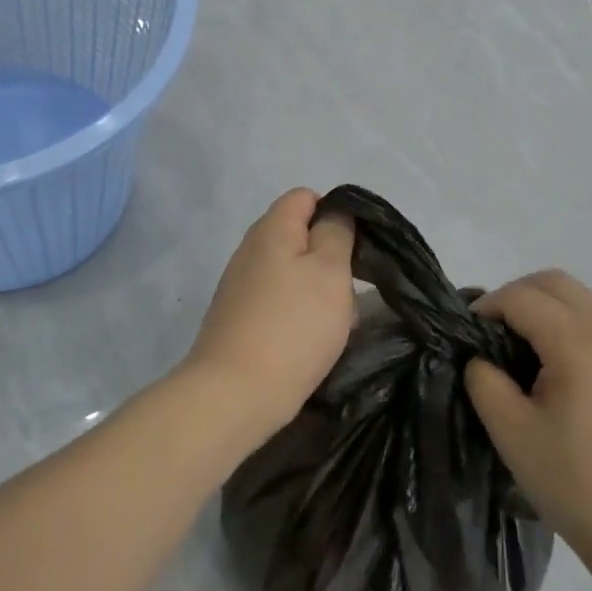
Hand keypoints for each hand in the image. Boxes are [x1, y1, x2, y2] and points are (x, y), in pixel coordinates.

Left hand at [180, 189, 355, 448]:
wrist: (235, 393)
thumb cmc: (293, 326)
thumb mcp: (330, 270)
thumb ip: (336, 232)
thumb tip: (334, 213)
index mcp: (272, 228)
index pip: (306, 196)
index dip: (335, 213)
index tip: (356, 247)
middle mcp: (250, 248)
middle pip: (298, 235)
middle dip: (329, 257)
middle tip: (349, 289)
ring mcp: (240, 284)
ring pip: (290, 272)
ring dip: (315, 290)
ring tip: (333, 321)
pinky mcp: (237, 317)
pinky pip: (277, 301)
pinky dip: (296, 313)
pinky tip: (308, 340)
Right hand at [465, 271, 591, 571]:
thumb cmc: (582, 488)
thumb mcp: (513, 436)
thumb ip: (485, 382)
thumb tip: (482, 359)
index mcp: (577, 340)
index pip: (519, 296)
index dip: (486, 306)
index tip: (468, 335)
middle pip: (555, 284)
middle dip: (517, 297)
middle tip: (495, 335)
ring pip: (586, 304)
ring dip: (550, 313)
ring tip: (531, 360)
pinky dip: (578, 334)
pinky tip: (572, 384)